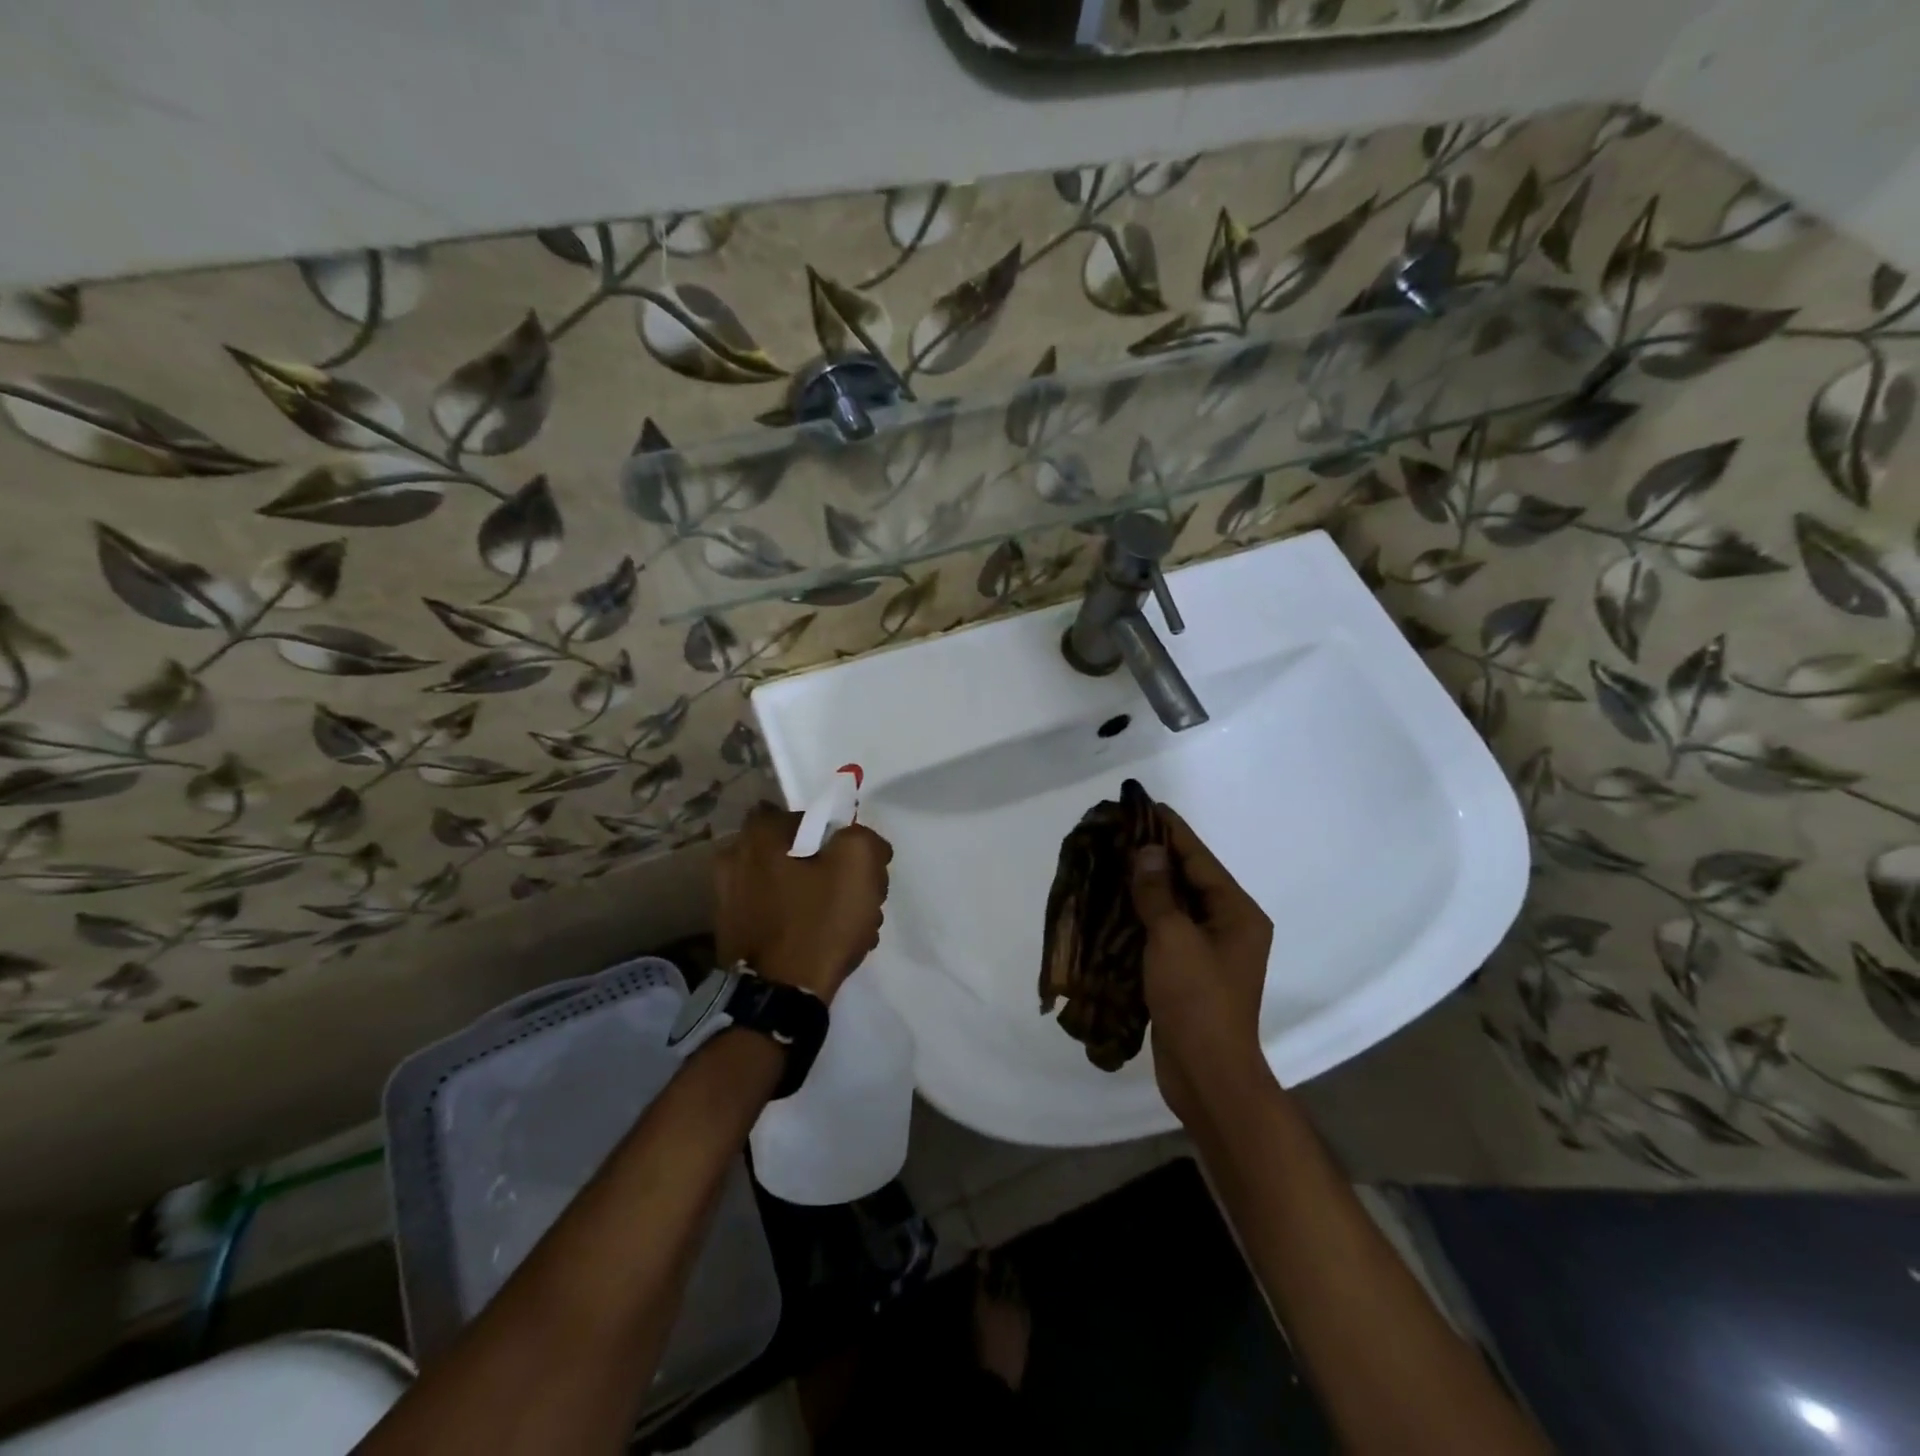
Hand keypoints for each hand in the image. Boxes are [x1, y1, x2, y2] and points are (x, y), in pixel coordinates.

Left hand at [714, 804, 892, 1003]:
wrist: (777, 999)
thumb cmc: (817, 923)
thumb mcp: (858, 866)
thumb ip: (864, 839)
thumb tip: (860, 843)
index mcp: (758, 835)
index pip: (807, 816)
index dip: (836, 835)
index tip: (853, 862)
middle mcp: (733, 859)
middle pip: (799, 853)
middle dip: (830, 871)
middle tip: (855, 897)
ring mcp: (728, 900)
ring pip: (791, 886)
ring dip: (819, 899)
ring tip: (846, 928)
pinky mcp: (733, 934)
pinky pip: (777, 916)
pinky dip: (800, 924)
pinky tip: (823, 945)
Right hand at [1129, 806, 1274, 1125]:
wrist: (1207, 1075)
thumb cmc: (1197, 1000)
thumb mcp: (1174, 938)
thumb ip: (1158, 892)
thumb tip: (1147, 851)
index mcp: (1237, 913)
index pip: (1200, 858)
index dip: (1170, 830)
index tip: (1143, 805)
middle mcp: (1229, 926)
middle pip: (1189, 878)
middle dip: (1154, 854)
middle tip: (1118, 830)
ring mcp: (1210, 950)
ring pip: (1174, 904)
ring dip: (1146, 884)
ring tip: (1111, 858)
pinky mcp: (1189, 970)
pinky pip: (1166, 929)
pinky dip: (1143, 914)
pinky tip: (1115, 902)